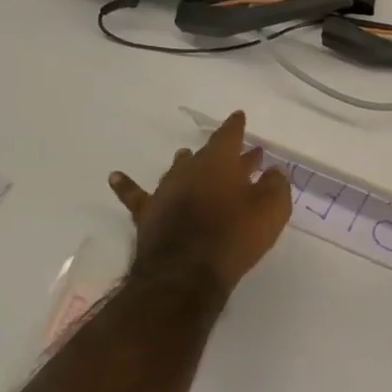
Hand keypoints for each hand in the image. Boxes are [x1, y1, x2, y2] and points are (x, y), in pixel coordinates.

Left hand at [109, 112, 291, 295]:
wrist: (186, 274)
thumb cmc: (235, 237)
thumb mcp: (271, 210)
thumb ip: (276, 185)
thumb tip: (272, 172)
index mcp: (220, 162)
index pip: (229, 135)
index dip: (236, 126)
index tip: (239, 117)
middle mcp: (190, 170)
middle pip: (207, 154)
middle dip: (222, 152)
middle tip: (236, 153)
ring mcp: (166, 191)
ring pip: (177, 170)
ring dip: (185, 163)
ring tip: (187, 156)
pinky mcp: (149, 214)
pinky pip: (136, 196)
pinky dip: (126, 185)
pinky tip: (115, 176)